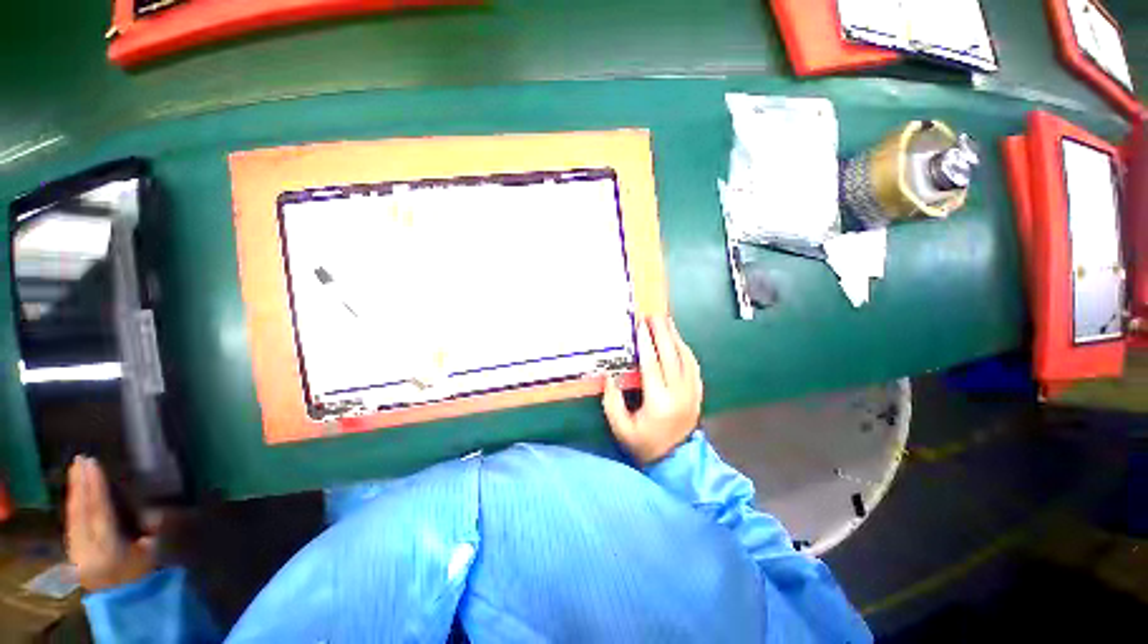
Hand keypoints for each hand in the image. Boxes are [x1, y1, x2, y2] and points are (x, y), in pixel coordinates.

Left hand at [65, 457, 156, 590]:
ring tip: (76, 469)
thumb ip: (152, 532)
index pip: (99, 513)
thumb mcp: (155, 554)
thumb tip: (152, 511)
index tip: (93, 464)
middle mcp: (86, 550)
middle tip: (80, 458)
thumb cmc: (146, 573)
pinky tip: (73, 493)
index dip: (95, 488)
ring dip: (74, 491)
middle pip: (81, 512)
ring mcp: (76, 552)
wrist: (126, 601)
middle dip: (80, 484)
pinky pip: (71, 523)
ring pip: (72, 516)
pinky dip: (72, 504)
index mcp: (108, 550)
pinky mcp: (71, 552)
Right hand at [603, 315, 702, 465]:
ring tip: (666, 322)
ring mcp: (692, 392)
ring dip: (675, 337)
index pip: (652, 365)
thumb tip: (608, 376)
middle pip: (671, 356)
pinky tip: (678, 340)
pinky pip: (693, 365)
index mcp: (659, 402)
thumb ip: (612, 403)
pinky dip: (685, 350)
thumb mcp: (621, 428)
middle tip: (654, 315)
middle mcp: (679, 393)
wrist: (675, 460)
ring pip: (686, 358)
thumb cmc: (644, 443)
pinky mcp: (697, 392)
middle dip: (662, 333)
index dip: (645, 343)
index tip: (640, 325)